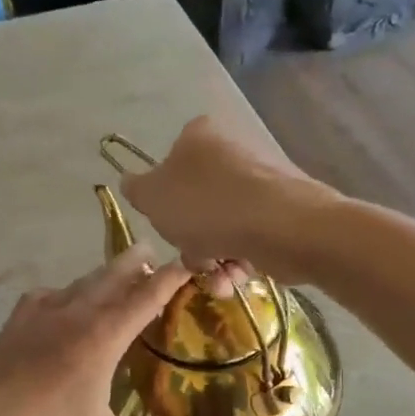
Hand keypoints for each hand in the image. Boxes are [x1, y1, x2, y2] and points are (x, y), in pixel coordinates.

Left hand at [0, 247, 200, 415]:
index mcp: (103, 336)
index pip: (147, 296)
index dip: (172, 276)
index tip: (190, 261)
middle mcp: (75, 314)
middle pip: (112, 275)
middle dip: (136, 261)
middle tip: (151, 250)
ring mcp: (40, 313)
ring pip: (81, 282)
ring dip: (103, 275)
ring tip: (115, 276)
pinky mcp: (15, 322)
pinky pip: (47, 295)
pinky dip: (65, 292)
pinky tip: (62, 302)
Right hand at [118, 116, 335, 283]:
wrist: (283, 226)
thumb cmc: (207, 206)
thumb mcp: (153, 197)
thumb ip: (137, 190)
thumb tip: (131, 182)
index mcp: (198, 136)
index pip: (169, 166)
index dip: (164, 202)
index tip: (167, 225)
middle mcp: (231, 151)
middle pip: (197, 203)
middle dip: (192, 241)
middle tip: (193, 258)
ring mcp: (261, 181)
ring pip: (222, 226)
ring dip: (214, 259)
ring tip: (219, 278)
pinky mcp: (284, 210)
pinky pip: (250, 237)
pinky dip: (240, 259)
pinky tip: (239, 277)